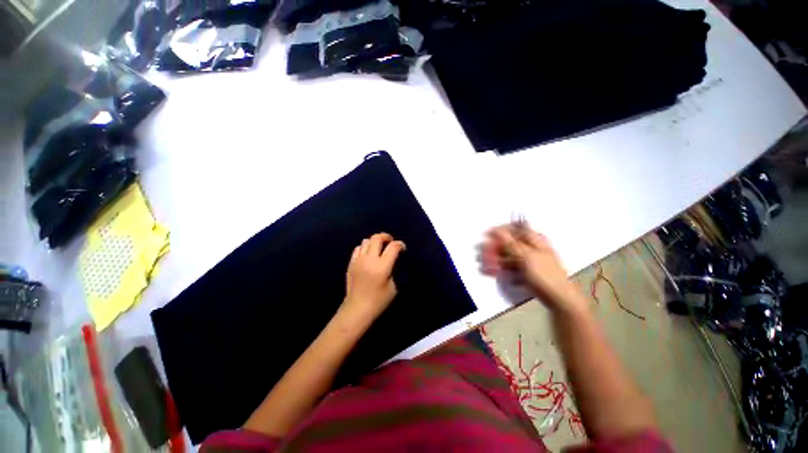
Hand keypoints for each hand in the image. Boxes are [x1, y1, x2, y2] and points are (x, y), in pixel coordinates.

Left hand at [343, 233, 405, 321]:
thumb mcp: (393, 286)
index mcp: (382, 266)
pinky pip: (358, 248)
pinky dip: (365, 247)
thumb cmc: (378, 301)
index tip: (403, 248)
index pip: (393, 247)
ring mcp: (358, 260)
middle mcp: (369, 259)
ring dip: (375, 241)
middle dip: (386, 237)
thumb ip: (395, 270)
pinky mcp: (351, 263)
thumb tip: (395, 259)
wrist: (357, 309)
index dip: (400, 244)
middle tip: (390, 242)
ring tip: (379, 248)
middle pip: (377, 238)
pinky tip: (368, 254)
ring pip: (366, 240)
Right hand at [480, 222, 584, 312]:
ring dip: (500, 259)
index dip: (500, 229)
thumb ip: (510, 242)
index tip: (487, 236)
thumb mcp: (525, 256)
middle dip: (497, 246)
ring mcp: (532, 258)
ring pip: (511, 254)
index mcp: (534, 239)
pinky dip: (507, 269)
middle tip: (486, 254)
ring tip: (492, 267)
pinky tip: (504, 276)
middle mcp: (533, 246)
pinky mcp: (530, 270)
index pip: (515, 226)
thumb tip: (495, 229)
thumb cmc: (543, 275)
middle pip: (511, 241)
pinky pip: (514, 265)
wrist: (560, 298)